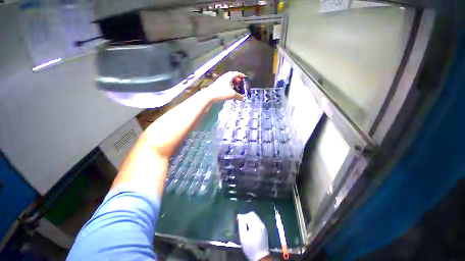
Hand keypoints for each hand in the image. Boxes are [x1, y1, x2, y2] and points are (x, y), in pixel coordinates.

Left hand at [205, 71, 245, 101]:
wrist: (209, 95)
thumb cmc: (222, 92)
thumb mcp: (232, 95)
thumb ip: (239, 96)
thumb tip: (244, 98)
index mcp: (229, 76)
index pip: (237, 73)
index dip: (242, 75)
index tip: (245, 78)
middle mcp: (225, 77)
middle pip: (233, 76)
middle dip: (238, 80)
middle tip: (240, 85)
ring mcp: (221, 80)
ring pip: (229, 80)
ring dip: (233, 84)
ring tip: (236, 89)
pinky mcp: (218, 85)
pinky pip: (226, 84)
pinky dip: (229, 86)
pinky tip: (230, 92)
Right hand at [237, 212, 269, 260]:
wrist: (261, 257)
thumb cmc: (250, 248)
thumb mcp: (243, 238)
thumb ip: (241, 225)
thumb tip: (239, 216)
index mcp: (255, 225)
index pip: (248, 215)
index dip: (242, 216)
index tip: (238, 220)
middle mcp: (260, 224)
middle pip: (253, 214)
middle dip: (246, 216)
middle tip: (242, 223)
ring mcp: (263, 226)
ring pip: (255, 217)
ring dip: (250, 218)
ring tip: (246, 226)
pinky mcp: (264, 229)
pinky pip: (258, 220)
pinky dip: (253, 221)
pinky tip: (250, 228)